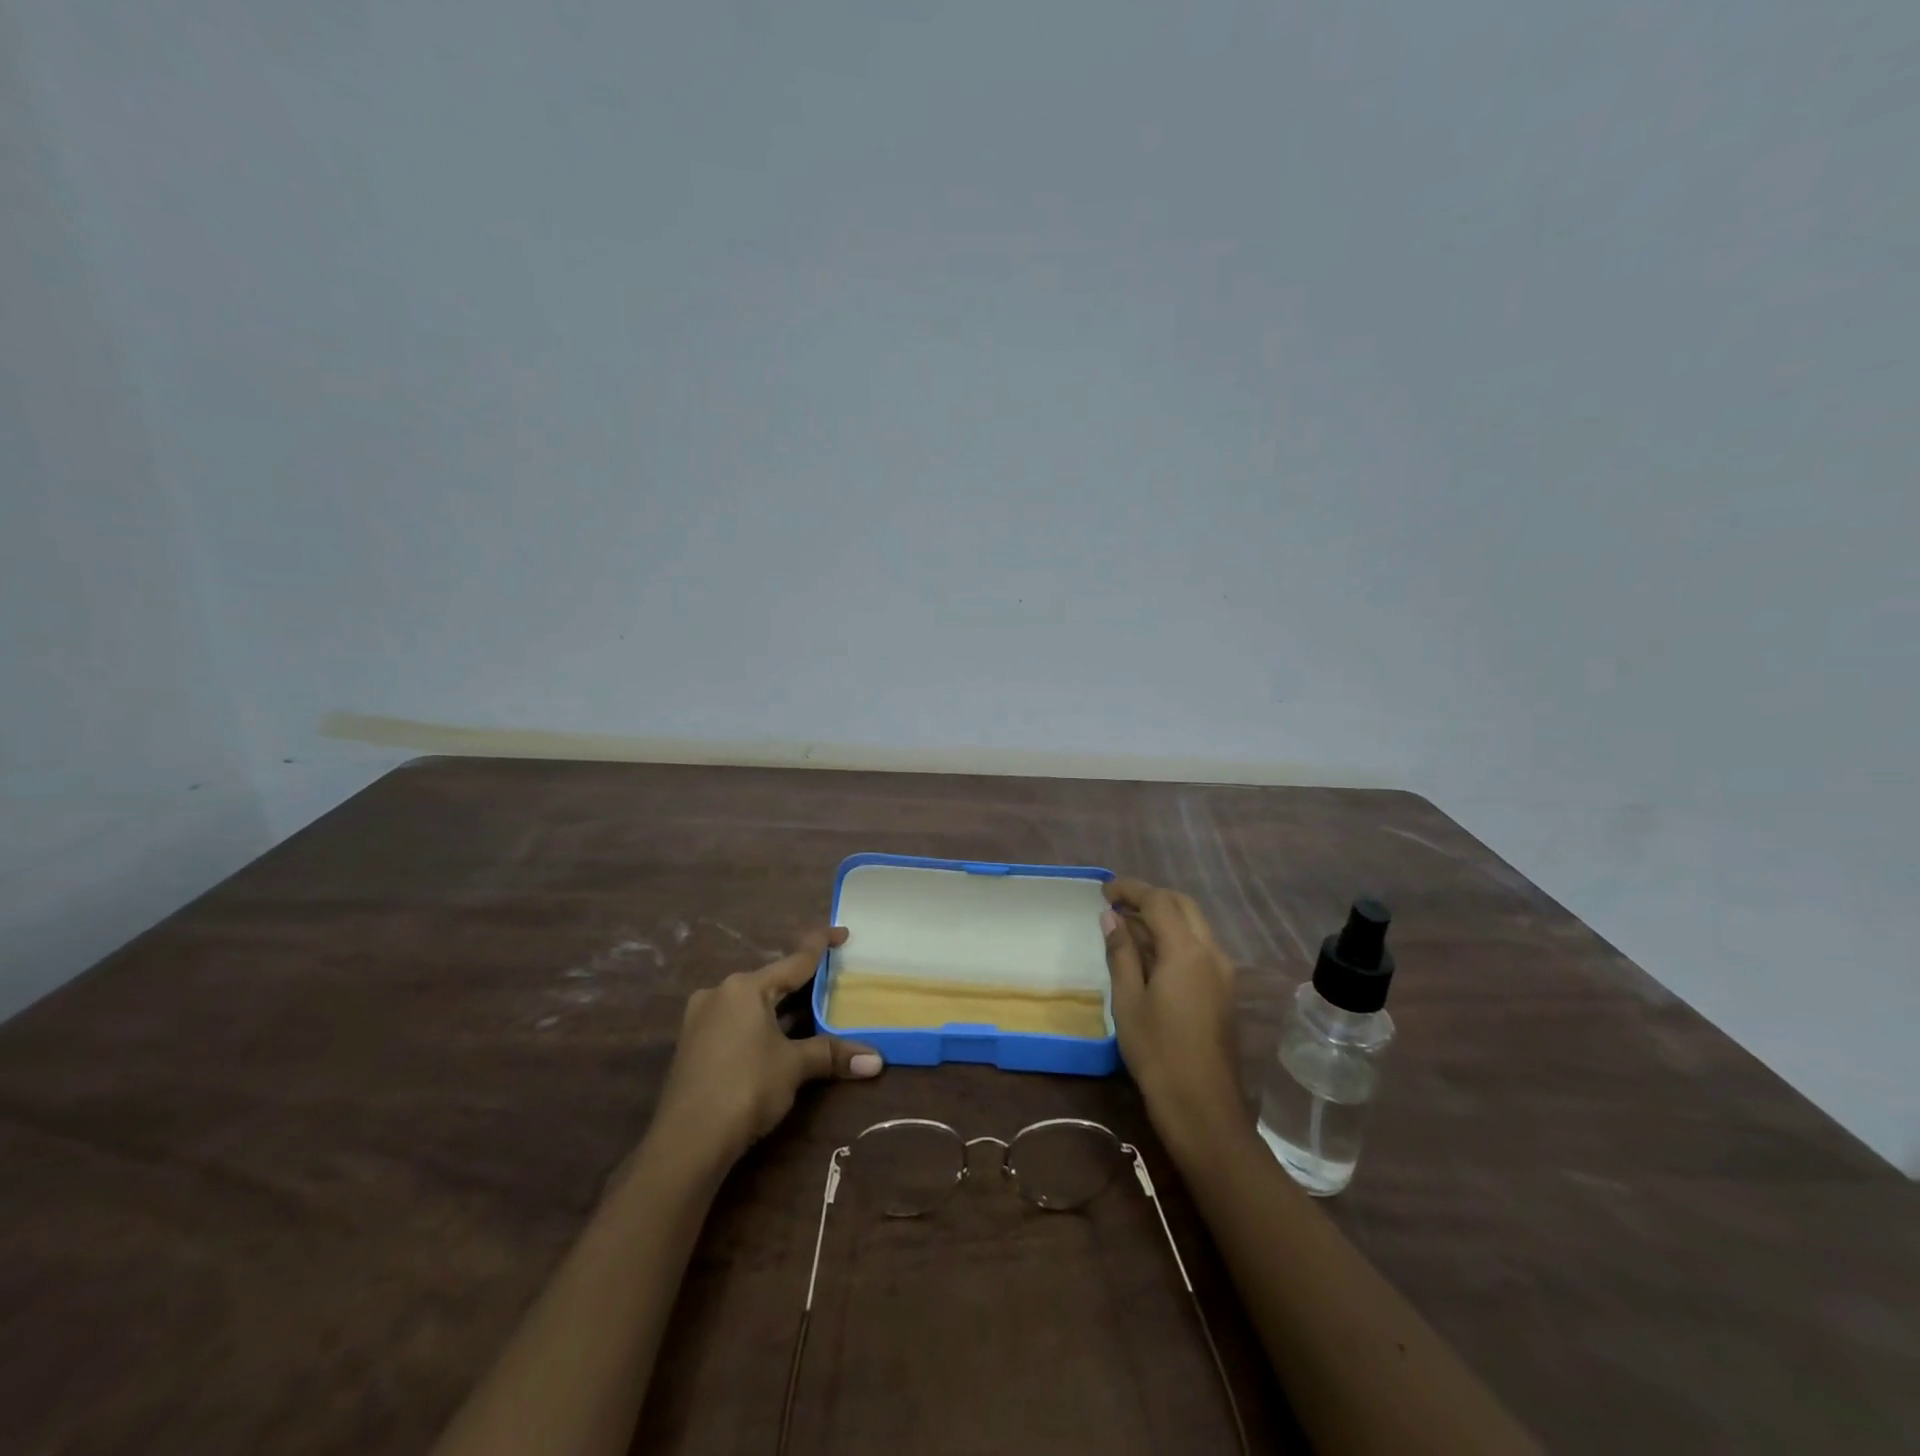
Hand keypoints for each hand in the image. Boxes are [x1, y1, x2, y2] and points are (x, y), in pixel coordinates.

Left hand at [652, 927, 882, 1164]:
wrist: (686, 1142)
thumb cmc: (745, 1087)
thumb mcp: (794, 1066)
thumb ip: (832, 1054)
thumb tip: (877, 1060)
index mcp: (745, 987)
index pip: (794, 960)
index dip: (821, 945)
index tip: (843, 932)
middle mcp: (720, 993)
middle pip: (771, 981)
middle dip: (801, 981)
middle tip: (832, 978)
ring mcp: (701, 1019)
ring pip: (752, 1002)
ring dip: (780, 1007)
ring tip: (810, 1008)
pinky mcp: (693, 1045)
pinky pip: (736, 1021)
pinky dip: (761, 1024)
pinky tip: (776, 1037)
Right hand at [1101, 879, 1248, 1160]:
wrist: (1203, 1106)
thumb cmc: (1157, 1052)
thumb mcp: (1128, 1000)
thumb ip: (1121, 953)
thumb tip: (1111, 917)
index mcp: (1187, 951)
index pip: (1159, 901)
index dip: (1131, 889)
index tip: (1104, 890)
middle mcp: (1211, 952)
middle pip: (1182, 905)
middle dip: (1150, 897)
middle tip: (1116, 903)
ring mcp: (1223, 971)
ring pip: (1194, 924)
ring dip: (1163, 916)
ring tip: (1127, 926)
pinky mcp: (1224, 989)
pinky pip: (1199, 946)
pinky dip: (1174, 937)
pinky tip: (1149, 953)